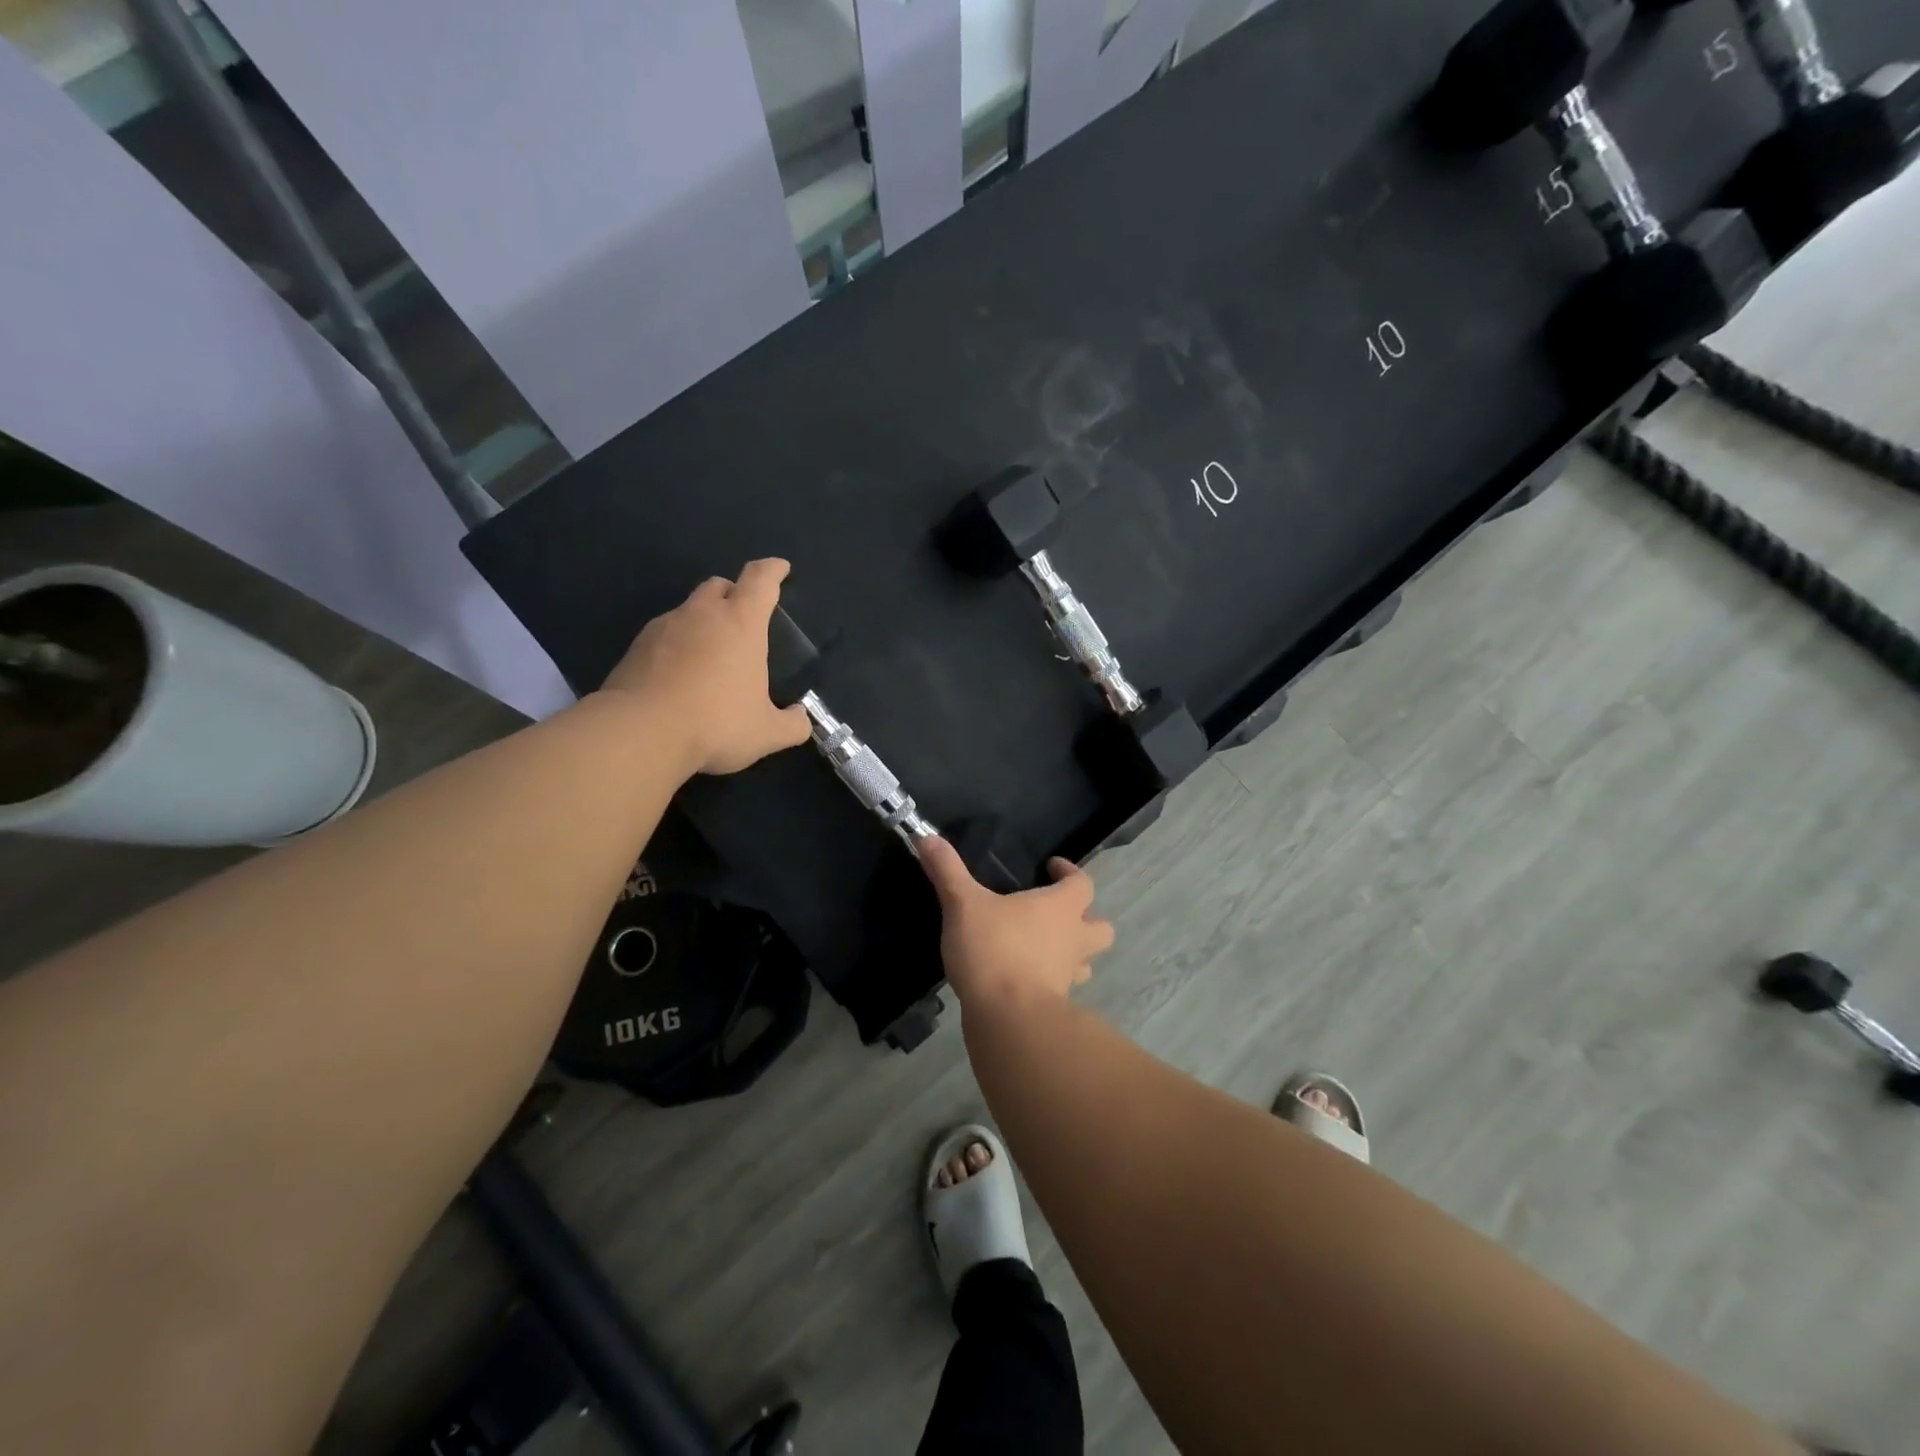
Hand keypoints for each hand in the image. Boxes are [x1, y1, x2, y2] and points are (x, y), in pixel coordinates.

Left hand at [600, 558, 811, 775]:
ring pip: (689, 609)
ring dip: (703, 621)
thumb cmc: (716, 723)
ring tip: (711, 654)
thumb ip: (792, 724)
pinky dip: (677, 645)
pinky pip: (664, 635)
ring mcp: (664, 627)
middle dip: (734, 593)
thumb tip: (800, 718)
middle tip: (743, 617)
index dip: (773, 570)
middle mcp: (702, 614)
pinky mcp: (637, 646)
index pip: (760, 580)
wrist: (641, 732)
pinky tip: (680, 674)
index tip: (781, 568)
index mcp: (741, 623)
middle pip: (720, 585)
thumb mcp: (767, 733)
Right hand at [919, 837, 1114, 1011]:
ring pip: (1087, 962)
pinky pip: (1062, 989)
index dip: (1071, 873)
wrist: (1008, 1018)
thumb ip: (947, 871)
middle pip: (1101, 928)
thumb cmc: (993, 949)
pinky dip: (1051, 982)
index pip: (1083, 883)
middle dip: (1088, 919)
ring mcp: (1068, 976)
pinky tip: (1025, 980)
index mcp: (1060, 908)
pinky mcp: (1056, 1005)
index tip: (1053, 867)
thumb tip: (925, 837)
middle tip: (1059, 915)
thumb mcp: (963, 904)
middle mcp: (1073, 939)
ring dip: (1074, 954)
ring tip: (1046, 949)